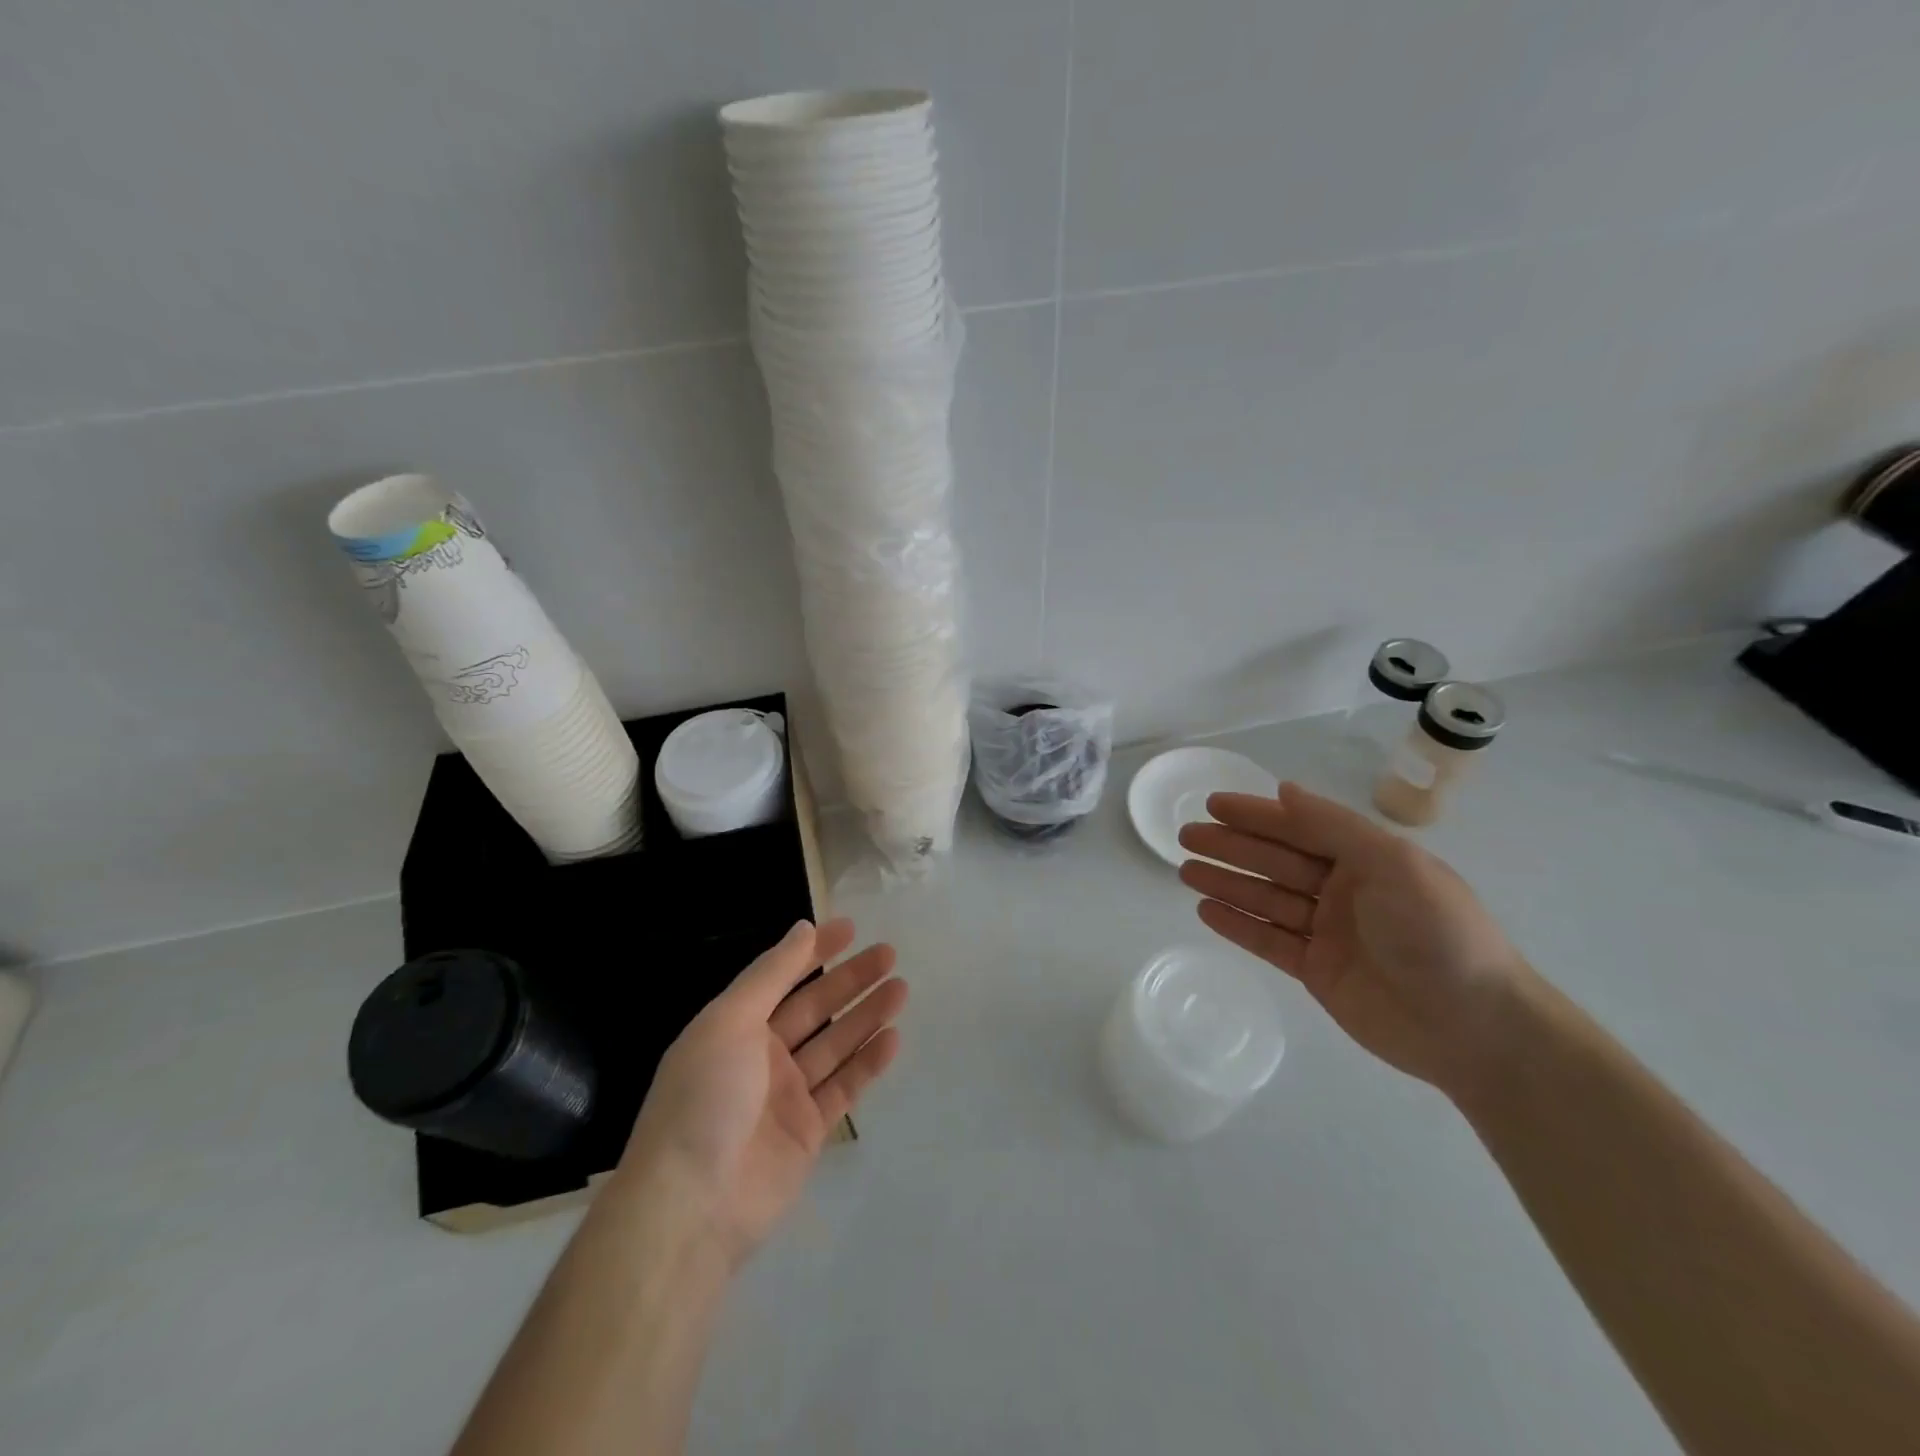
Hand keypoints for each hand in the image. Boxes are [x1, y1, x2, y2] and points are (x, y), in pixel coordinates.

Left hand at [619, 918, 905, 1268]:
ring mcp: (786, 1095)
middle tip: (889, 954)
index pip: (781, 977)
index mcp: (734, 1027)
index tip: (850, 928)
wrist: (692, 1206)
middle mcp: (761, 1056)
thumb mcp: (730, 1021)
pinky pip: (844, 1087)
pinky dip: (868, 1062)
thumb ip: (770, 974)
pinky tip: (893, 1038)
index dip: (814, 951)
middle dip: (850, 980)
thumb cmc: (705, 1098)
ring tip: (901, 988)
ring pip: (835, 1044)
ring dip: (866, 1015)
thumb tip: (802, 928)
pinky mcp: (809, 1132)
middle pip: (815, 1008)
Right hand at [1179, 783, 1531, 1100]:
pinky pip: (1269, 940)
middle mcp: (1344, 890)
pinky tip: (1206, 910)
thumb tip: (1285, 790)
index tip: (1213, 805)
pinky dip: (1237, 924)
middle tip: (1185, 835)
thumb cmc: (1437, 933)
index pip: (1299, 827)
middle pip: (1275, 861)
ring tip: (1184, 870)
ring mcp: (1329, 932)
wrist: (1476, 1028)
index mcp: (1367, 859)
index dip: (1256, 815)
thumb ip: (1334, 826)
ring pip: (1266, 899)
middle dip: (1231, 846)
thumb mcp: (1393, 864)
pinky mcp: (1318, 971)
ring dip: (1226, 883)